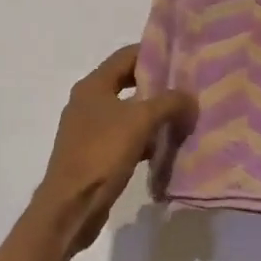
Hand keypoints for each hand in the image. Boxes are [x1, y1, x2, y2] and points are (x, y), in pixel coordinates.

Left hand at [35, 45, 197, 255]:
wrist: (70, 207)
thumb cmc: (101, 154)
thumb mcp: (140, 122)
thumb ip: (168, 103)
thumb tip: (190, 97)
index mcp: (93, 85)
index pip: (126, 55)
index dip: (153, 52)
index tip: (181, 57)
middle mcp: (88, 102)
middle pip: (128, 83)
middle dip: (157, 85)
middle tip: (186, 88)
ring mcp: (89, 129)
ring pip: (128, 112)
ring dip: (153, 114)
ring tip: (182, 116)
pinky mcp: (94, 154)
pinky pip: (124, 136)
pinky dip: (144, 138)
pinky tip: (164, 147)